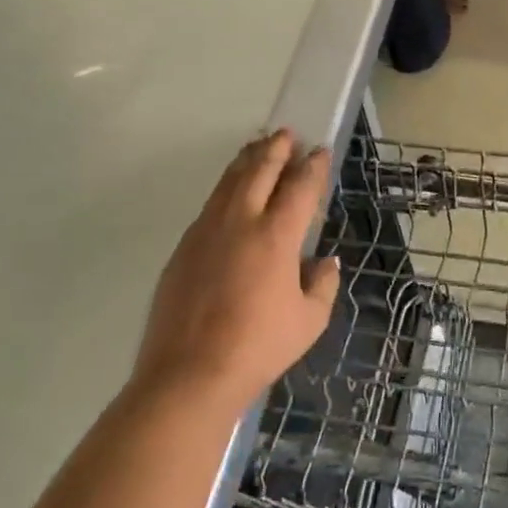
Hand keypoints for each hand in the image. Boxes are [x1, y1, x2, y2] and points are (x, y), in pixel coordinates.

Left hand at [129, 130, 338, 414]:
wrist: (189, 374)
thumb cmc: (259, 347)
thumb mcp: (310, 320)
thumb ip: (323, 284)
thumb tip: (325, 261)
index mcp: (276, 237)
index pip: (299, 189)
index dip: (312, 167)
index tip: (320, 151)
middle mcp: (240, 223)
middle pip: (258, 172)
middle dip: (275, 150)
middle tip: (286, 134)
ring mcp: (205, 233)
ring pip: (228, 184)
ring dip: (246, 162)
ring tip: (257, 147)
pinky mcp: (183, 249)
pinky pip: (209, 206)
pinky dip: (225, 189)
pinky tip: (230, 194)